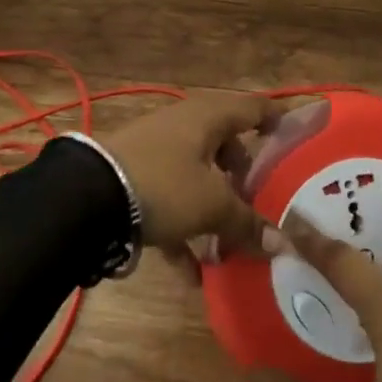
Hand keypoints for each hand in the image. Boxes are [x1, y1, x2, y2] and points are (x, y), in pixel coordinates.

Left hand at [97, 92, 285, 261]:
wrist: (88, 197)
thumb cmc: (163, 185)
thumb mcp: (211, 206)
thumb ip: (247, 224)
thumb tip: (283, 243)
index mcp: (207, 118)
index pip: (251, 108)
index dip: (274, 119)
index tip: (293, 136)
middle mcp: (182, 126)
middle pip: (223, 143)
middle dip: (242, 174)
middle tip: (259, 201)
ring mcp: (155, 150)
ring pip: (196, 174)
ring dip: (213, 207)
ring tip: (229, 246)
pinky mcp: (133, 177)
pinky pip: (169, 199)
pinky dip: (183, 230)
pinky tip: (191, 273)